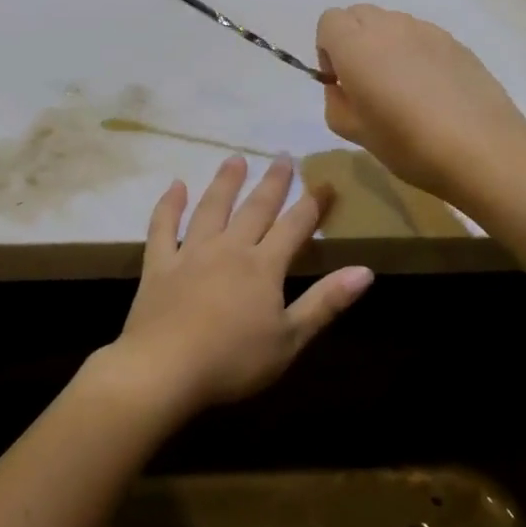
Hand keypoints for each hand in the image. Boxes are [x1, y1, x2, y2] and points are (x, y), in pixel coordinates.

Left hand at [110, 156, 373, 416]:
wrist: (165, 370)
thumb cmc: (233, 361)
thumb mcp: (290, 339)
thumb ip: (326, 302)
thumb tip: (365, 270)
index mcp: (263, 266)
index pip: (295, 226)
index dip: (312, 204)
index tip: (325, 183)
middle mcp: (229, 248)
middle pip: (255, 208)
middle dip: (273, 182)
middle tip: (283, 156)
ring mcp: (190, 253)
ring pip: (211, 208)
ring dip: (225, 182)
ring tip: (235, 158)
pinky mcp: (159, 265)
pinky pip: (163, 227)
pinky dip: (169, 205)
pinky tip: (175, 186)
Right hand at [316, 4, 525, 204]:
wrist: (482, 148)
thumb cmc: (408, 143)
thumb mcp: (354, 132)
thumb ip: (336, 102)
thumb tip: (342, 87)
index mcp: (357, 45)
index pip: (329, 21)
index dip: (327, 49)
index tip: (340, 81)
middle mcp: (390, 26)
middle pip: (359, 15)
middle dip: (353, 41)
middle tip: (366, 83)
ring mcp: (426, 30)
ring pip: (392, 24)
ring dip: (385, 46)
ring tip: (402, 89)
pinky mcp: (455, 42)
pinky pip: (421, 37)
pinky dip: (415, 54)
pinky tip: (431, 92)